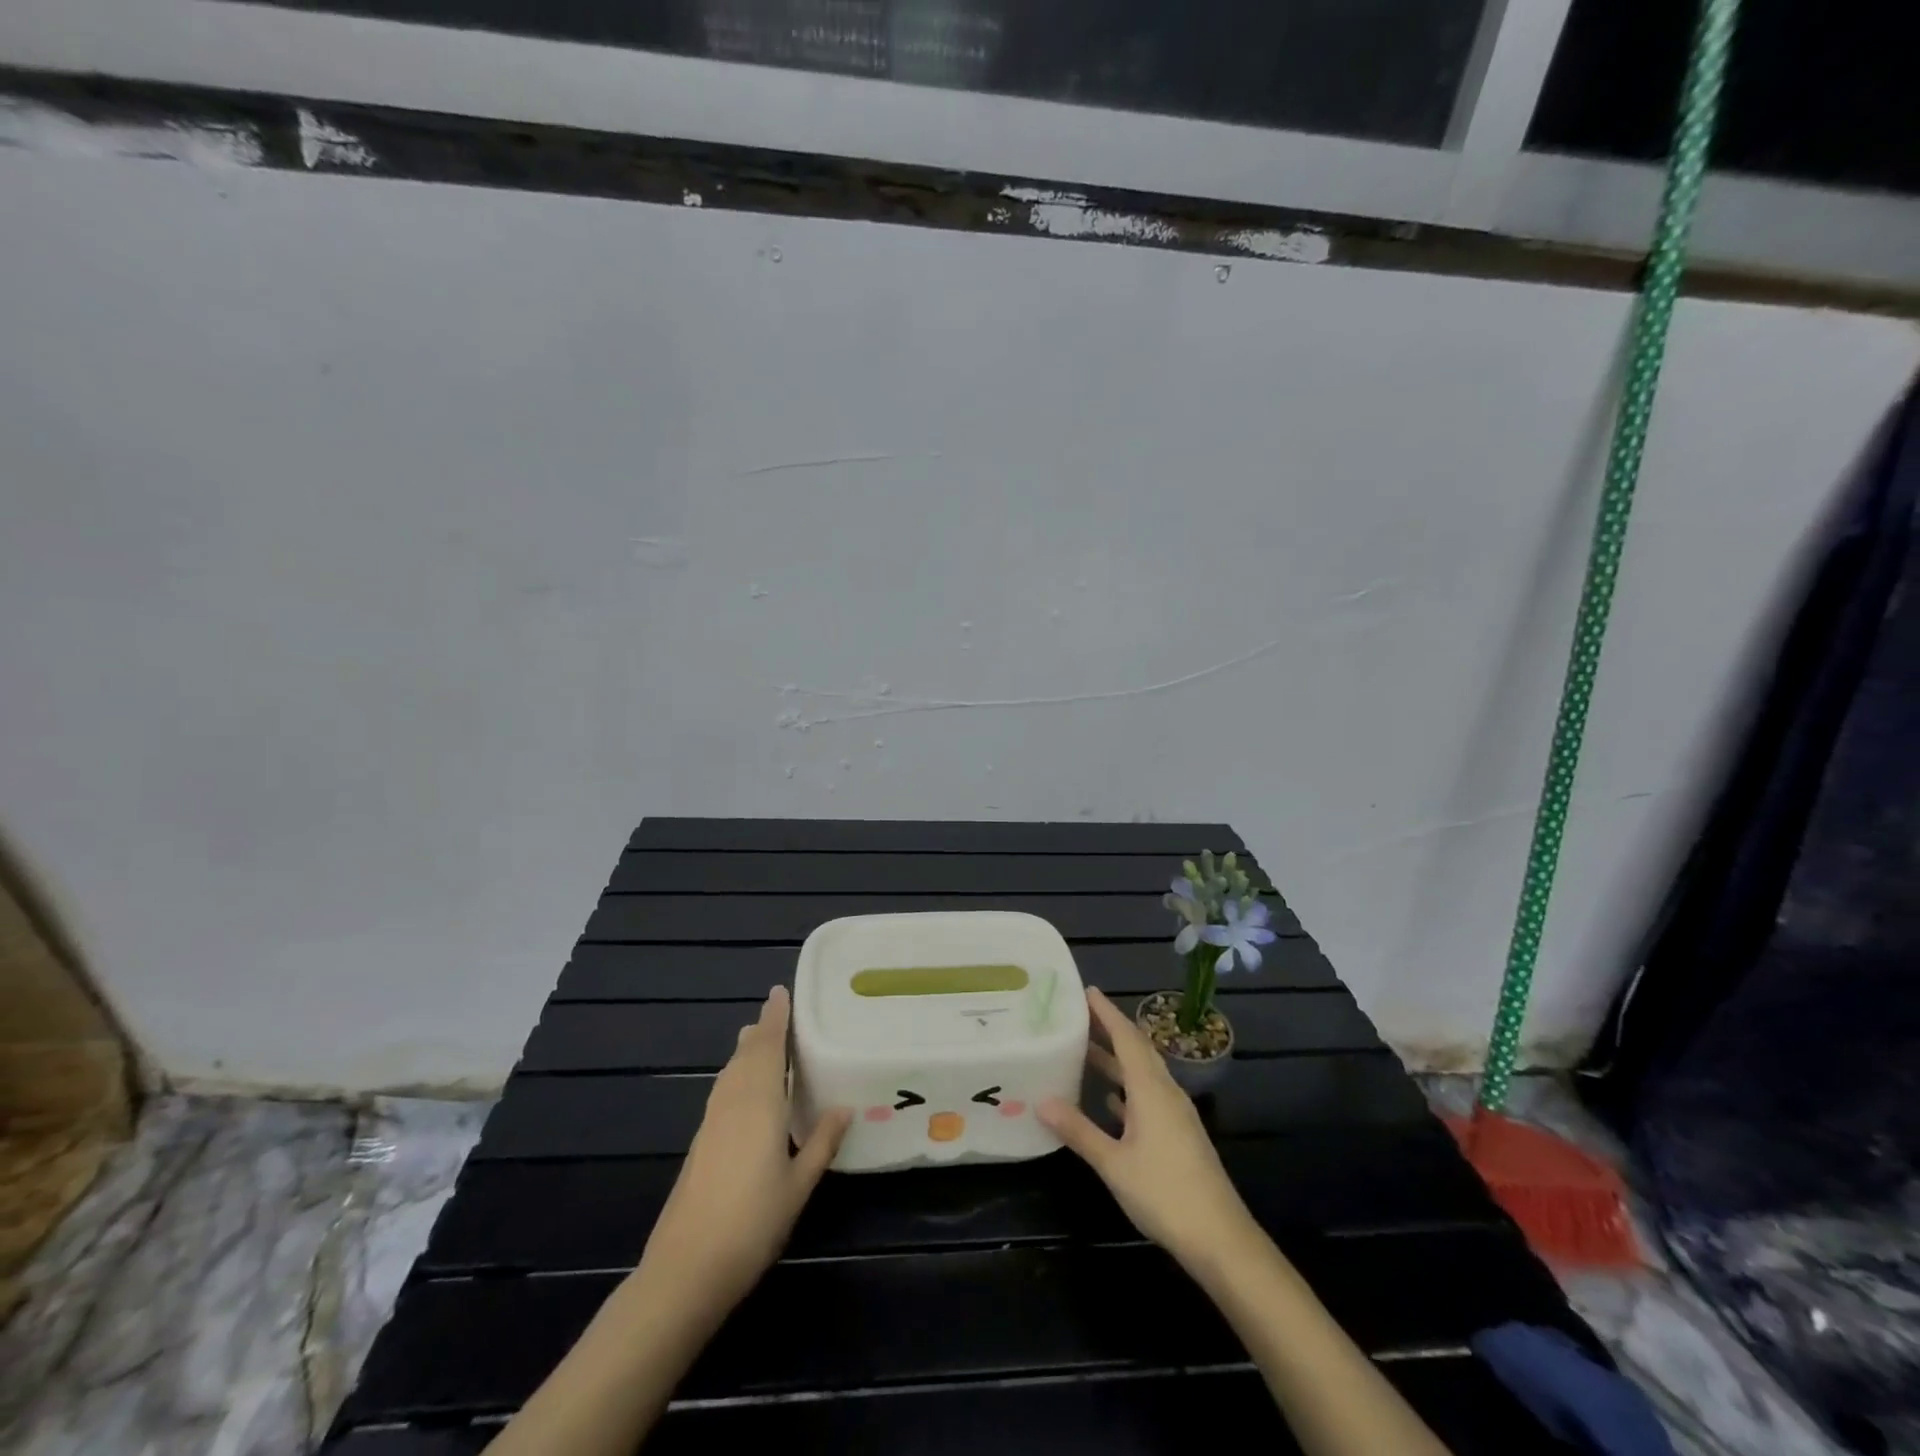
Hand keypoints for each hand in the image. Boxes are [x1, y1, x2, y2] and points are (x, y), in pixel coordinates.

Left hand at [640, 986, 850, 1313]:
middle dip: (761, 1030)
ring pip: (730, 1072)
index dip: (775, 1018)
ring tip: (758, 1038)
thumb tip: (845, 1107)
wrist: (686, 1269)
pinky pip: (722, 1090)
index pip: (768, 1047)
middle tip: (776, 1010)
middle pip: (746, 1055)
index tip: (781, 991)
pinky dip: (736, 1074)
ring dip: (745, 1050)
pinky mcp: (701, 1143)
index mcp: (759, 1103)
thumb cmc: (752, 1223)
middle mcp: (733, 1102)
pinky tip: (742, 1088)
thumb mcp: (798, 1185)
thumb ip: (821, 1142)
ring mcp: (712, 1123)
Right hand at [1039, 987, 1257, 1269]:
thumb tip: (1040, 1100)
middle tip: (1079, 1014)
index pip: (1127, 1037)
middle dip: (1110, 1028)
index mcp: (1151, 1089)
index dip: (1106, 1012)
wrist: (1221, 1239)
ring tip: (1086, 1049)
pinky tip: (1110, 1098)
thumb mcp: (1114, 1163)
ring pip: (1143, 1073)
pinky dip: (1127, 1088)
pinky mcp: (1179, 1134)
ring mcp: (1176, 1114)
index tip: (1086, 990)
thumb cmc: (1165, 1193)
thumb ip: (1079, 1130)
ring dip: (1117, 1059)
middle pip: (1137, 1049)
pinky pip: (1149, 1095)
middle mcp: (1165, 1092)